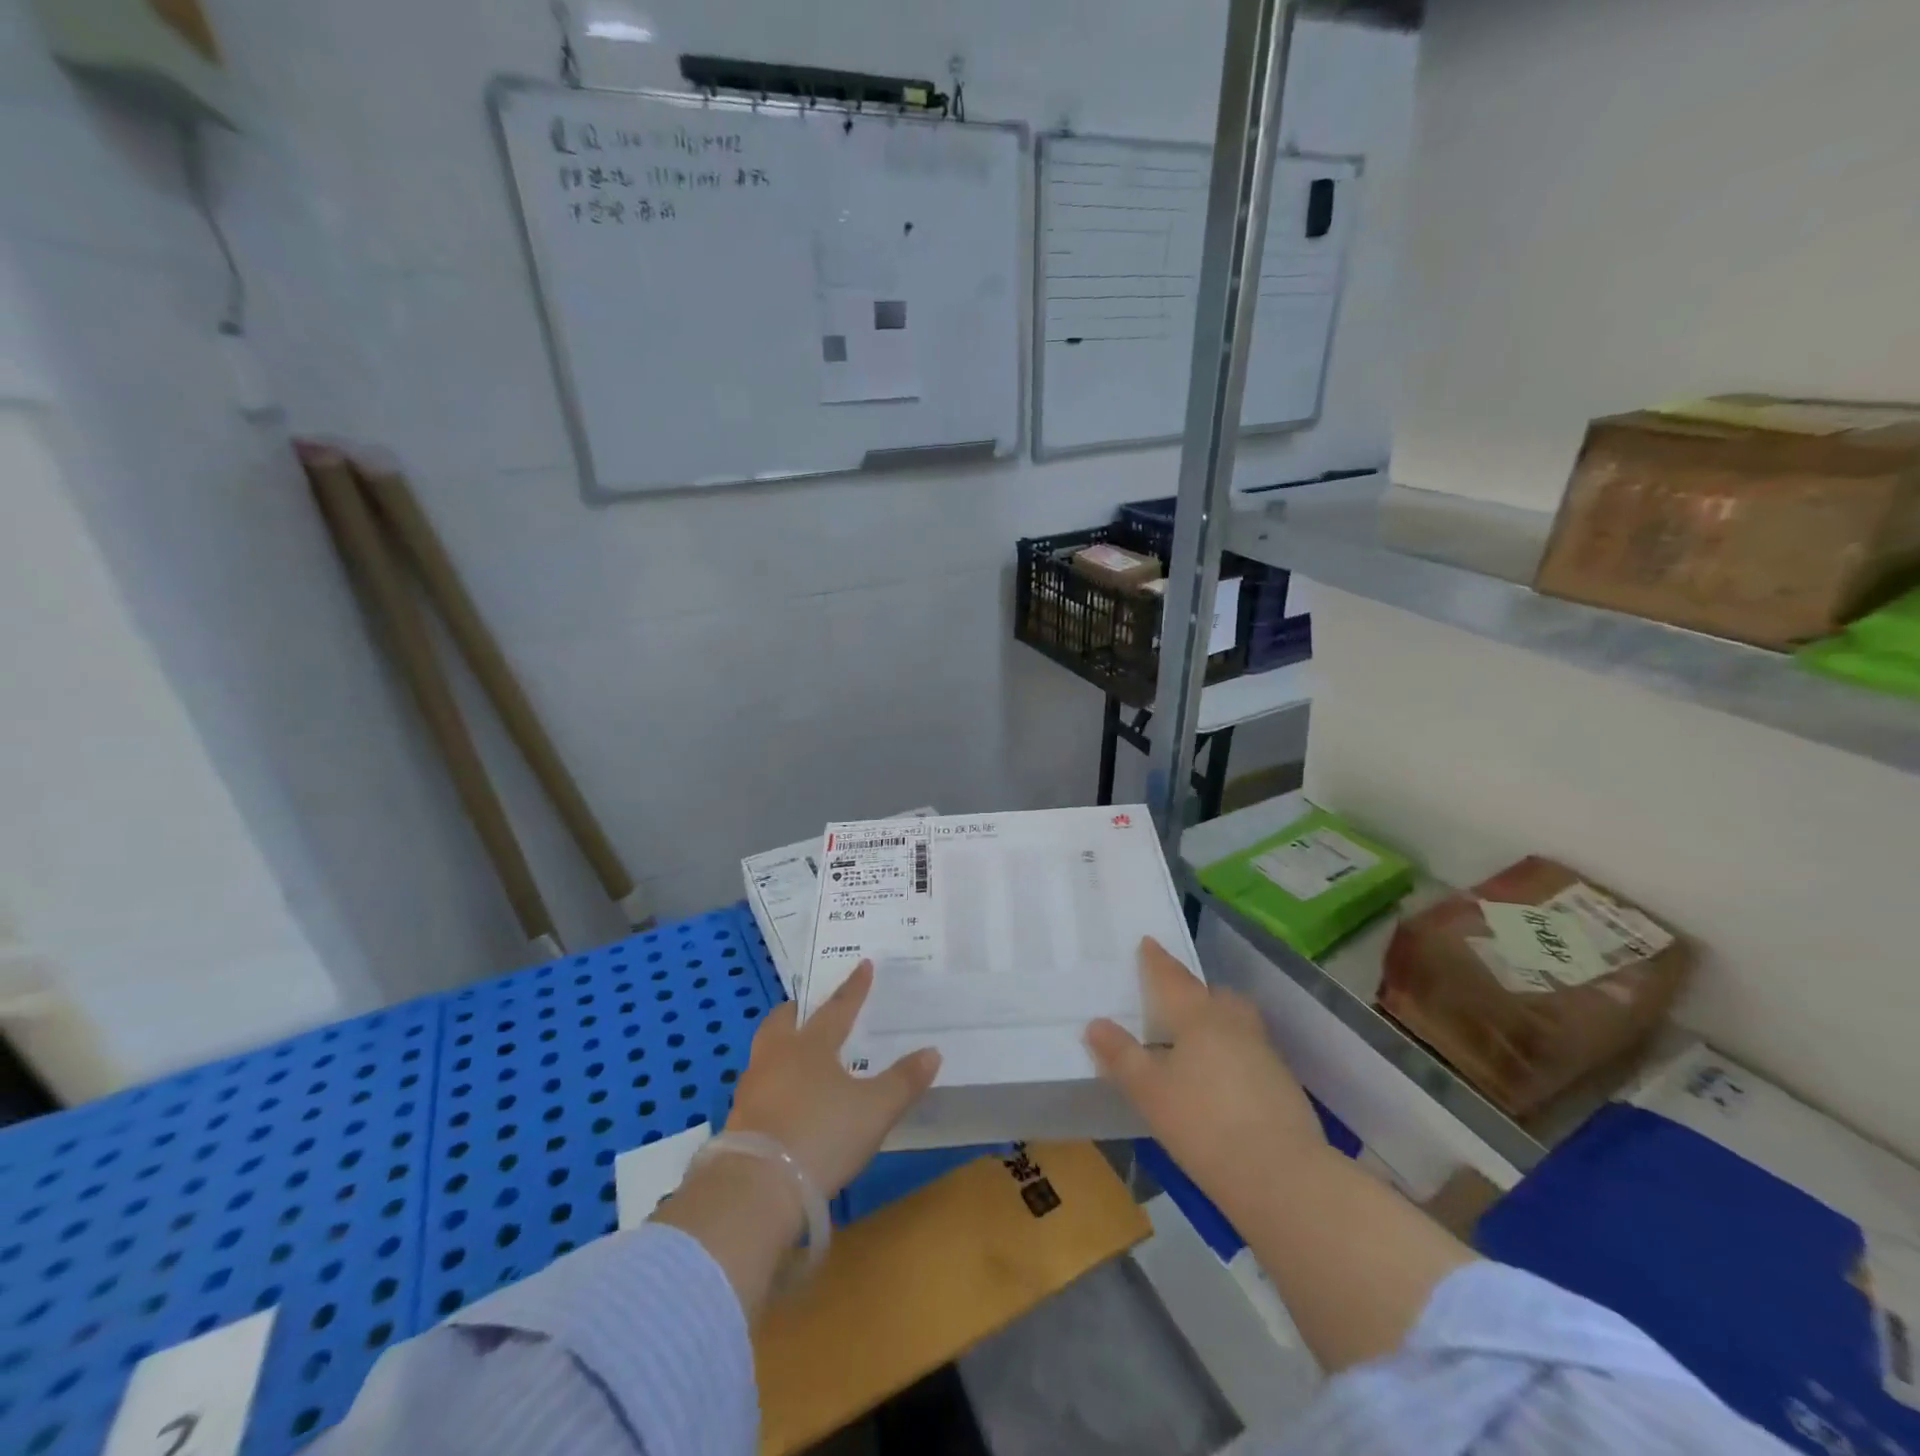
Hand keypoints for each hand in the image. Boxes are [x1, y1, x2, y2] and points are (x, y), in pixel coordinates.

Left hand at [727, 961, 941, 1195]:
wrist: (757, 1189)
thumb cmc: (821, 1135)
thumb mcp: (875, 1110)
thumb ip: (904, 1080)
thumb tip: (932, 1052)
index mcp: (811, 1046)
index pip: (837, 1008)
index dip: (854, 988)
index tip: (863, 965)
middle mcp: (777, 1057)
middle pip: (782, 1021)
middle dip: (798, 1012)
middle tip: (808, 1009)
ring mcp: (752, 1089)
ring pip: (765, 1052)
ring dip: (781, 1046)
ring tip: (797, 1054)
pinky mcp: (738, 1121)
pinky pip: (758, 1087)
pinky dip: (773, 1083)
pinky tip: (784, 1099)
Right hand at [1086, 938, 1327, 1208]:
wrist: (1283, 1175)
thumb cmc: (1203, 1124)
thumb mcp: (1149, 1091)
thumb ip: (1121, 1055)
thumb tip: (1096, 1024)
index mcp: (1198, 1015)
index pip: (1172, 978)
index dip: (1157, 961)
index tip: (1148, 942)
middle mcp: (1233, 1023)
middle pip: (1214, 994)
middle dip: (1194, 992)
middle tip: (1173, 1000)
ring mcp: (1263, 1052)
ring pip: (1236, 1021)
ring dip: (1216, 1021)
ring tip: (1194, 1041)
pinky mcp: (1282, 1083)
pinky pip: (1249, 1050)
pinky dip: (1232, 1053)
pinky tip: (1220, 1080)